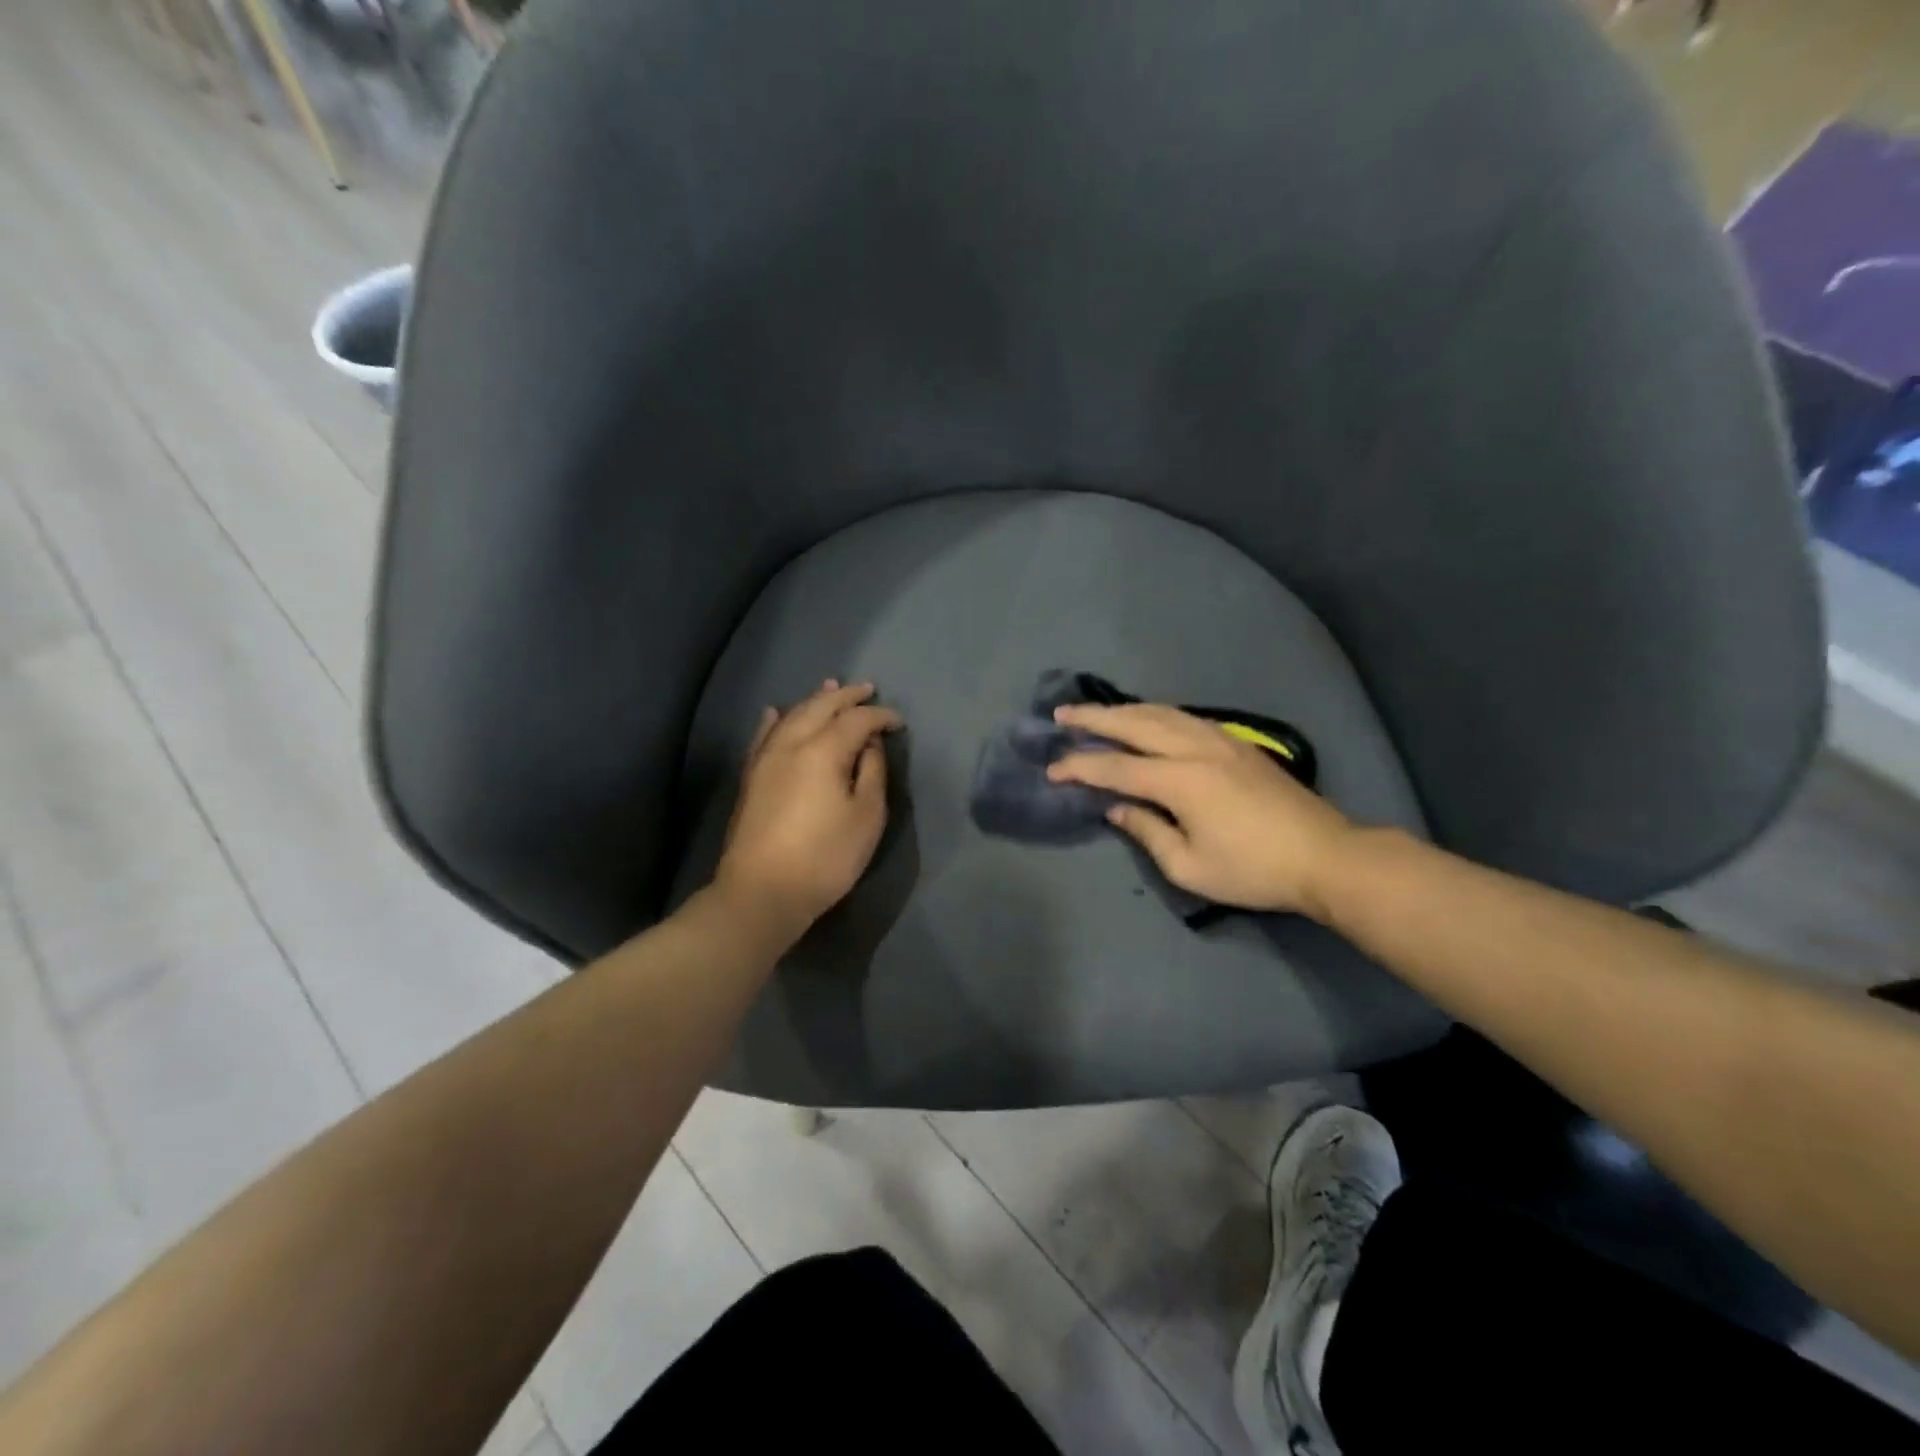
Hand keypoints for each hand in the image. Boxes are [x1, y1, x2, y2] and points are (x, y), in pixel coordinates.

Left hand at [713, 680, 902, 937]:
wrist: (761, 892)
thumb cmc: (825, 857)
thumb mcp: (866, 817)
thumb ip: (872, 772)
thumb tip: (870, 744)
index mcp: (823, 750)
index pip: (857, 720)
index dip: (881, 716)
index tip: (899, 722)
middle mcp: (791, 743)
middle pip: (821, 706)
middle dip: (847, 696)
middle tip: (868, 689)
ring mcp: (766, 758)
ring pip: (792, 715)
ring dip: (815, 699)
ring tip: (831, 687)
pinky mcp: (751, 776)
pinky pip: (763, 735)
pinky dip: (775, 719)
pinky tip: (776, 711)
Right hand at [1048, 703, 1355, 919]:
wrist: (1326, 855)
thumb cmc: (1254, 870)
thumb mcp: (1190, 867)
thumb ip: (1147, 832)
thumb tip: (1117, 809)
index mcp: (1181, 780)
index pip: (1116, 767)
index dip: (1080, 767)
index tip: (1052, 769)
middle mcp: (1195, 749)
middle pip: (1135, 723)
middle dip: (1094, 718)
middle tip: (1061, 713)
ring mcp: (1220, 740)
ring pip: (1161, 712)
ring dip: (1123, 709)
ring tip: (1096, 711)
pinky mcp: (1237, 743)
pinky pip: (1184, 717)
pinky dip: (1155, 712)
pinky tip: (1147, 717)